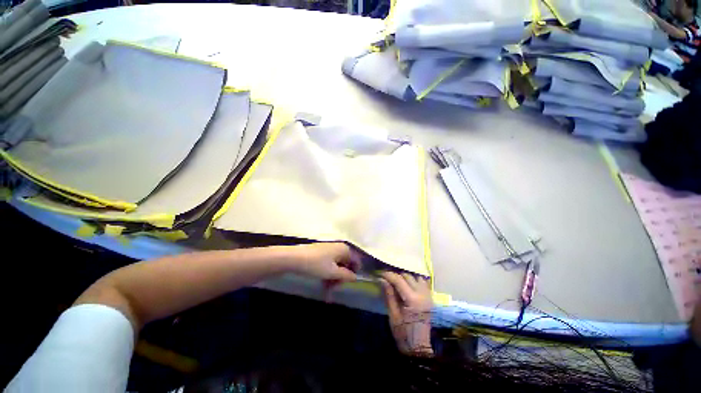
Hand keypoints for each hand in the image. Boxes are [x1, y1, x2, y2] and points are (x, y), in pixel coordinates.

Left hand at [288, 242, 361, 300]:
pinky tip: (323, 286)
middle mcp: (338, 248)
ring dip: (333, 279)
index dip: (353, 273)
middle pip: (345, 264)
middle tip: (334, 290)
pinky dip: (327, 275)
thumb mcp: (332, 272)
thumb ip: (346, 275)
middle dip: (341, 278)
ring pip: (336, 266)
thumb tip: (355, 277)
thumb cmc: (316, 264)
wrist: (294, 258)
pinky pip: (328, 265)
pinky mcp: (320, 254)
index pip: (356, 261)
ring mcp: (329, 250)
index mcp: (344, 249)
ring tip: (327, 292)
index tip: (348, 285)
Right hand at [379, 271, 432, 354]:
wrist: (418, 348)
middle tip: (387, 278)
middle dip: (396, 275)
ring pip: (416, 277)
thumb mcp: (393, 315)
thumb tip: (383, 279)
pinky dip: (415, 280)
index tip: (380, 273)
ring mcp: (428, 296)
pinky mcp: (430, 298)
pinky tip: (408, 284)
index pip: (399, 280)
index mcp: (413, 300)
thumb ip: (389, 295)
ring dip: (406, 277)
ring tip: (397, 281)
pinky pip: (423, 283)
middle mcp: (422, 294)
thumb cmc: (403, 334)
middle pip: (408, 276)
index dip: (389, 275)